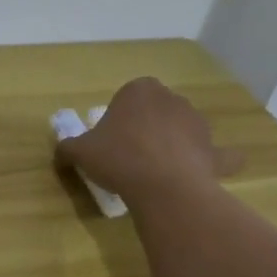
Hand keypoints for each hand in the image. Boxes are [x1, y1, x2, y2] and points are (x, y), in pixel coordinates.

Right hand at [57, 77, 242, 208]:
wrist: (163, 186)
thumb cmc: (118, 158)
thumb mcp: (80, 152)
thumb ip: (68, 147)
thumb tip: (61, 151)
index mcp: (140, 90)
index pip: (126, 97)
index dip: (117, 119)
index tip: (109, 141)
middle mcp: (172, 99)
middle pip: (155, 111)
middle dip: (146, 127)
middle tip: (128, 155)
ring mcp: (197, 123)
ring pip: (181, 130)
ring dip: (172, 143)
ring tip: (154, 172)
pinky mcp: (213, 150)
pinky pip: (215, 155)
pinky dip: (212, 162)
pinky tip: (204, 173)